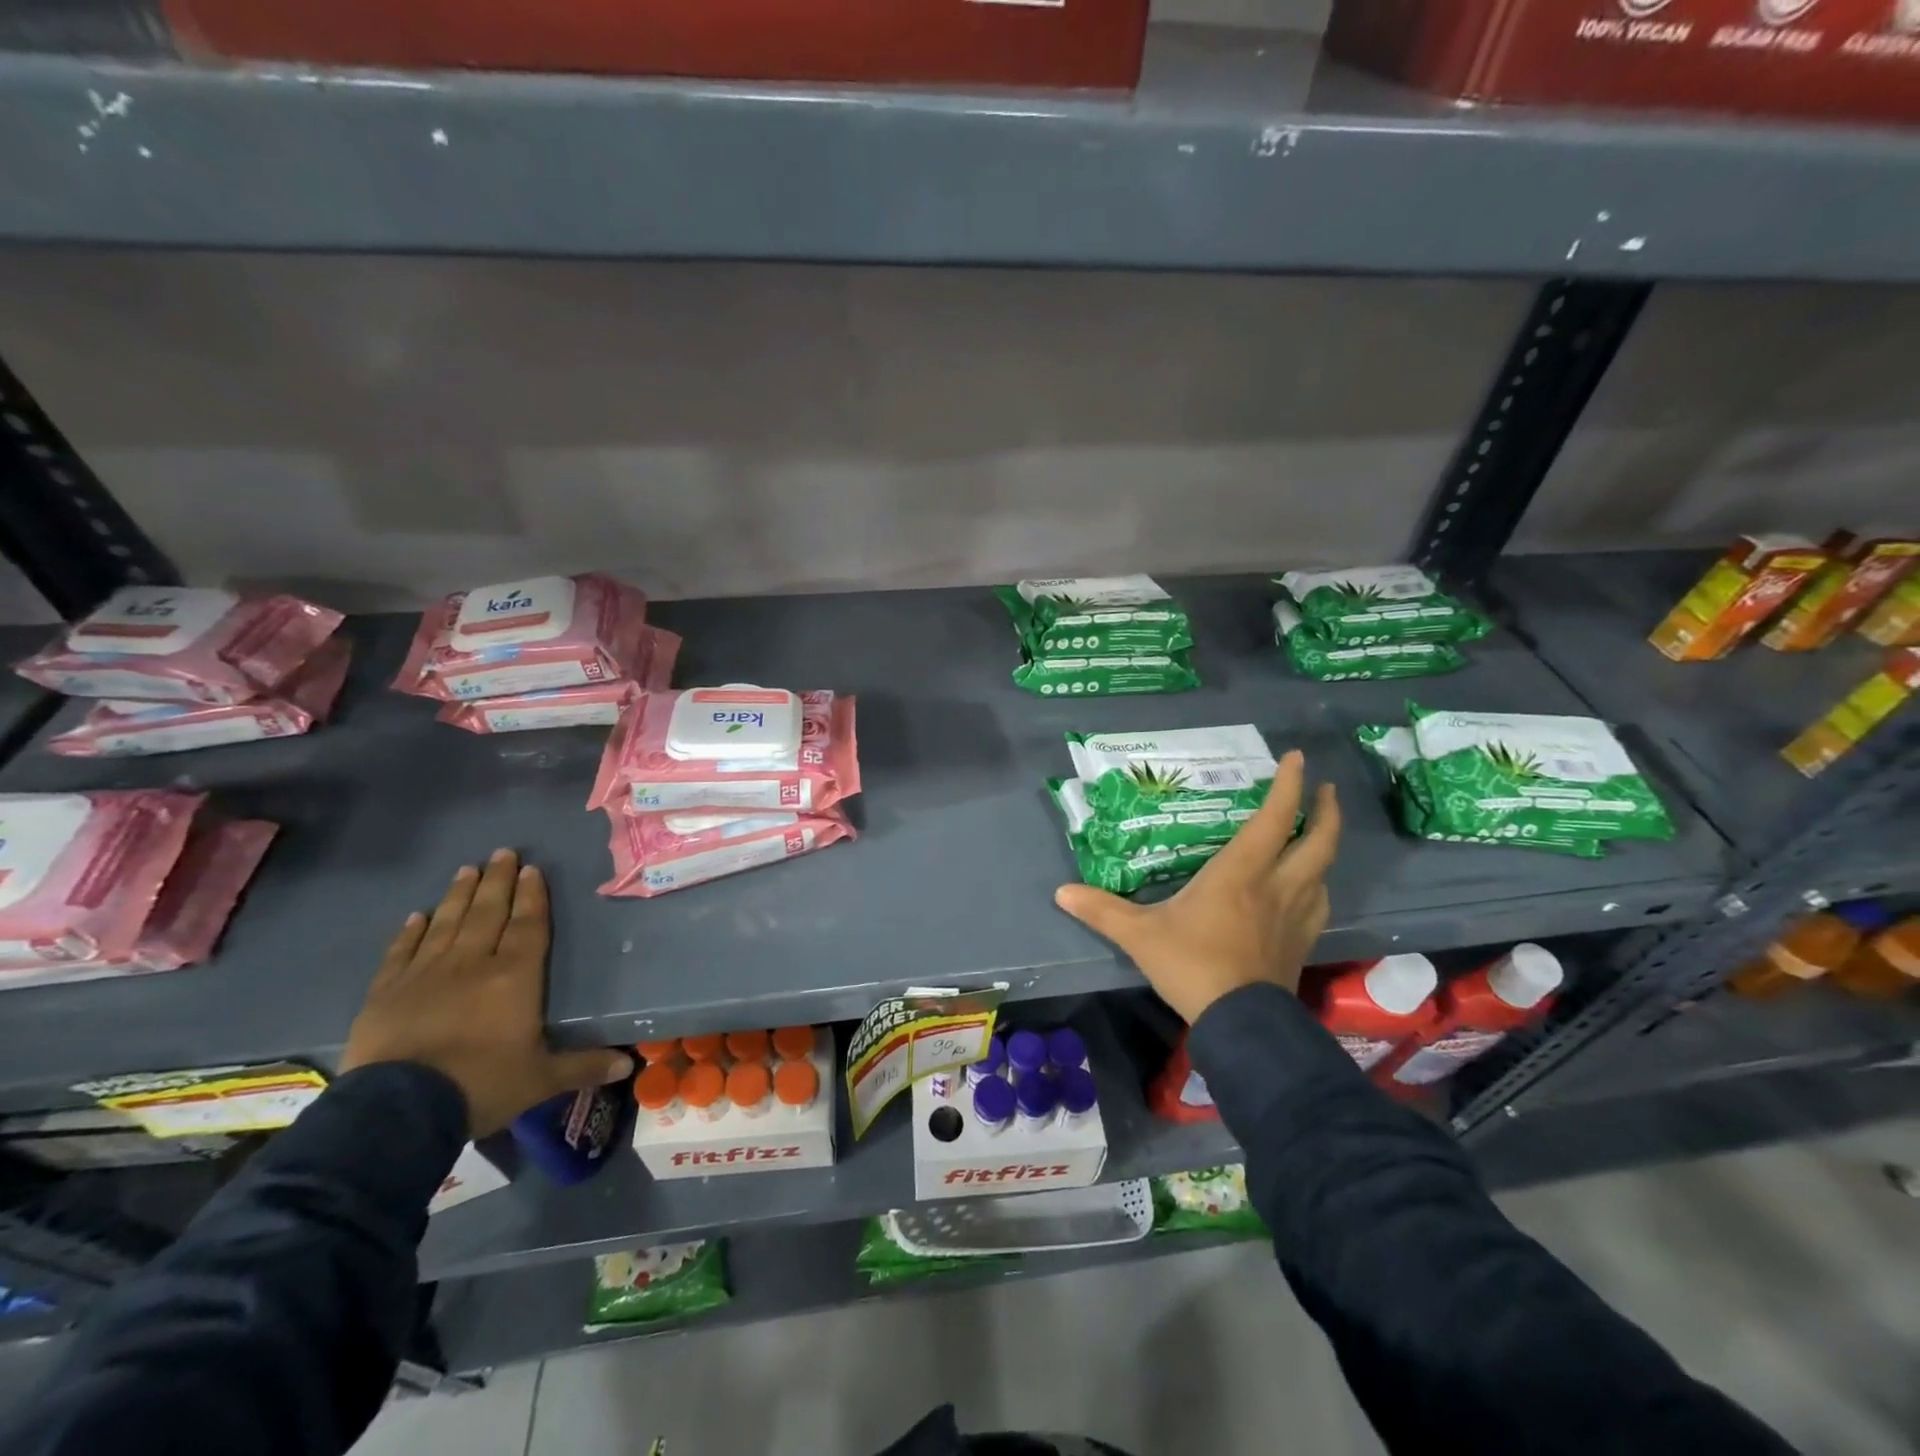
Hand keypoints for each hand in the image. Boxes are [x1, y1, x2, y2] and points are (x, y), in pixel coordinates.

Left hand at [340, 849, 632, 1136]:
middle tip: (503, 852)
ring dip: (458, 895)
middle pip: (487, 913)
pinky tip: (416, 916)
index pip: (527, 925)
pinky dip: (410, 932)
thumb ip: (584, 1066)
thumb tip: (628, 1067)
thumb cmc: (481, 1085)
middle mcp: (471, 963)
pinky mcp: (385, 993)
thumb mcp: (541, 1079)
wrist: (398, 1111)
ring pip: (446, 923)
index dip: (531, 896)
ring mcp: (424, 974)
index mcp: (514, 977)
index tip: (532, 869)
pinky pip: (401, 952)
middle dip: (498, 881)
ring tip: (467, 870)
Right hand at [1054, 750, 1340, 1023]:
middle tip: (1326, 789)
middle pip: (1319, 841)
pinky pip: (1319, 903)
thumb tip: (1061, 892)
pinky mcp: (1302, 943)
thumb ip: (1102, 910)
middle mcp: (1276, 886)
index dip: (1288, 785)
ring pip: (1325, 872)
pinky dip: (1318, 885)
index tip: (1296, 758)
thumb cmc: (1192, 965)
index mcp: (1241, 872)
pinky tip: (1309, 889)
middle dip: (1326, 811)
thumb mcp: (1139, 935)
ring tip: (1315, 837)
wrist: (1240, 1023)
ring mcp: (1295, 915)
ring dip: (1325, 847)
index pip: (1273, 818)